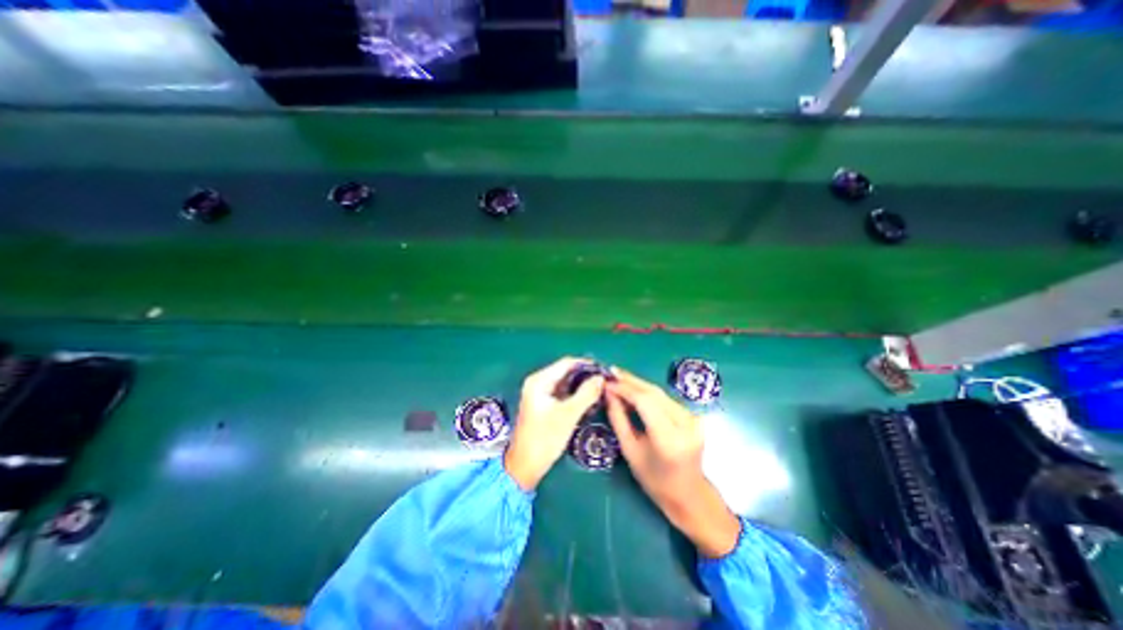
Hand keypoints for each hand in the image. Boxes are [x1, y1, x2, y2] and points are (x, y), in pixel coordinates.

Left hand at [503, 357, 606, 489]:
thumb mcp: (568, 415)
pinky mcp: (543, 404)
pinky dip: (575, 395)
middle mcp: (538, 382)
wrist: (525, 466)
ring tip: (601, 390)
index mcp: (539, 380)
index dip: (586, 364)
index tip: (605, 370)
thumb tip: (601, 378)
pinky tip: (589, 400)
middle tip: (605, 382)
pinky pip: (562, 393)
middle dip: (585, 375)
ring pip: (565, 382)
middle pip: (566, 371)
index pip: (567, 363)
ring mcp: (540, 393)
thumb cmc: (544, 439)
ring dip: (581, 385)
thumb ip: (586, 394)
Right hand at [602, 370, 743, 555]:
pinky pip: (665, 398)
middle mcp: (685, 424)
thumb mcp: (630, 451)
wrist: (689, 494)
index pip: (645, 402)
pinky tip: (634, 388)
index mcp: (669, 439)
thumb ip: (619, 419)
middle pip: (654, 393)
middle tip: (611, 373)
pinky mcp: (693, 415)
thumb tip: (609, 393)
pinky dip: (648, 392)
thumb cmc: (654, 480)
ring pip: (660, 392)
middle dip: (630, 381)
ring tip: (618, 378)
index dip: (624, 389)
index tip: (606, 382)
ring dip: (638, 384)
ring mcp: (693, 418)